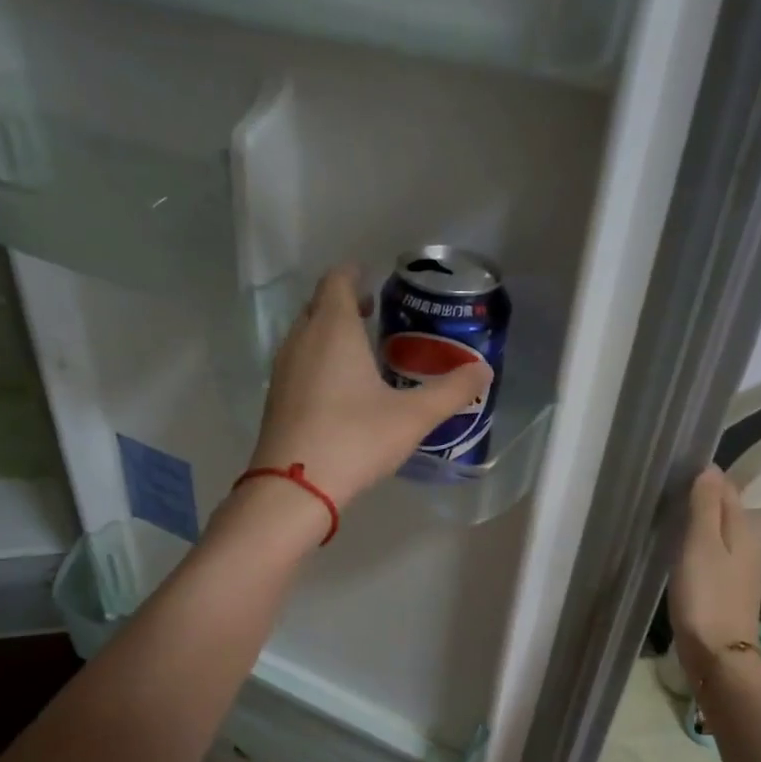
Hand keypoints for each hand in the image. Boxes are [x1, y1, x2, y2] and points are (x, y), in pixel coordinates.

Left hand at [248, 264, 491, 509]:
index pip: (337, 280)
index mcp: (333, 330)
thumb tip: (484, 371)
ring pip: (305, 334)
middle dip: (343, 302)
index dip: (354, 273)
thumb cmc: (355, 440)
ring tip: (360, 348)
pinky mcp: (276, 398)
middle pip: (318, 304)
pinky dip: (318, 359)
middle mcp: (302, 340)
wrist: (295, 488)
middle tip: (373, 312)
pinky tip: (339, 387)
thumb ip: (451, 391)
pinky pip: (299, 362)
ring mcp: (284, 370)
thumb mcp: (413, 417)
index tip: (373, 277)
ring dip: (329, 332)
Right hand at [669, 466, 760, 683]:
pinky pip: (713, 556)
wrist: (719, 656)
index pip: (727, 489)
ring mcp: (738, 570)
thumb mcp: (701, 545)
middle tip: (667, 490)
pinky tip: (680, 553)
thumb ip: (705, 507)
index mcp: (742, 530)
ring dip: (699, 523)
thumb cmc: (706, 596)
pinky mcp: (726, 591)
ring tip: (669, 517)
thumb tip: (710, 469)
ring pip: (719, 534)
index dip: (706, 476)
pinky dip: (698, 547)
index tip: (676, 468)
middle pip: (725, 511)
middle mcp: (746, 545)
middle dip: (702, 497)